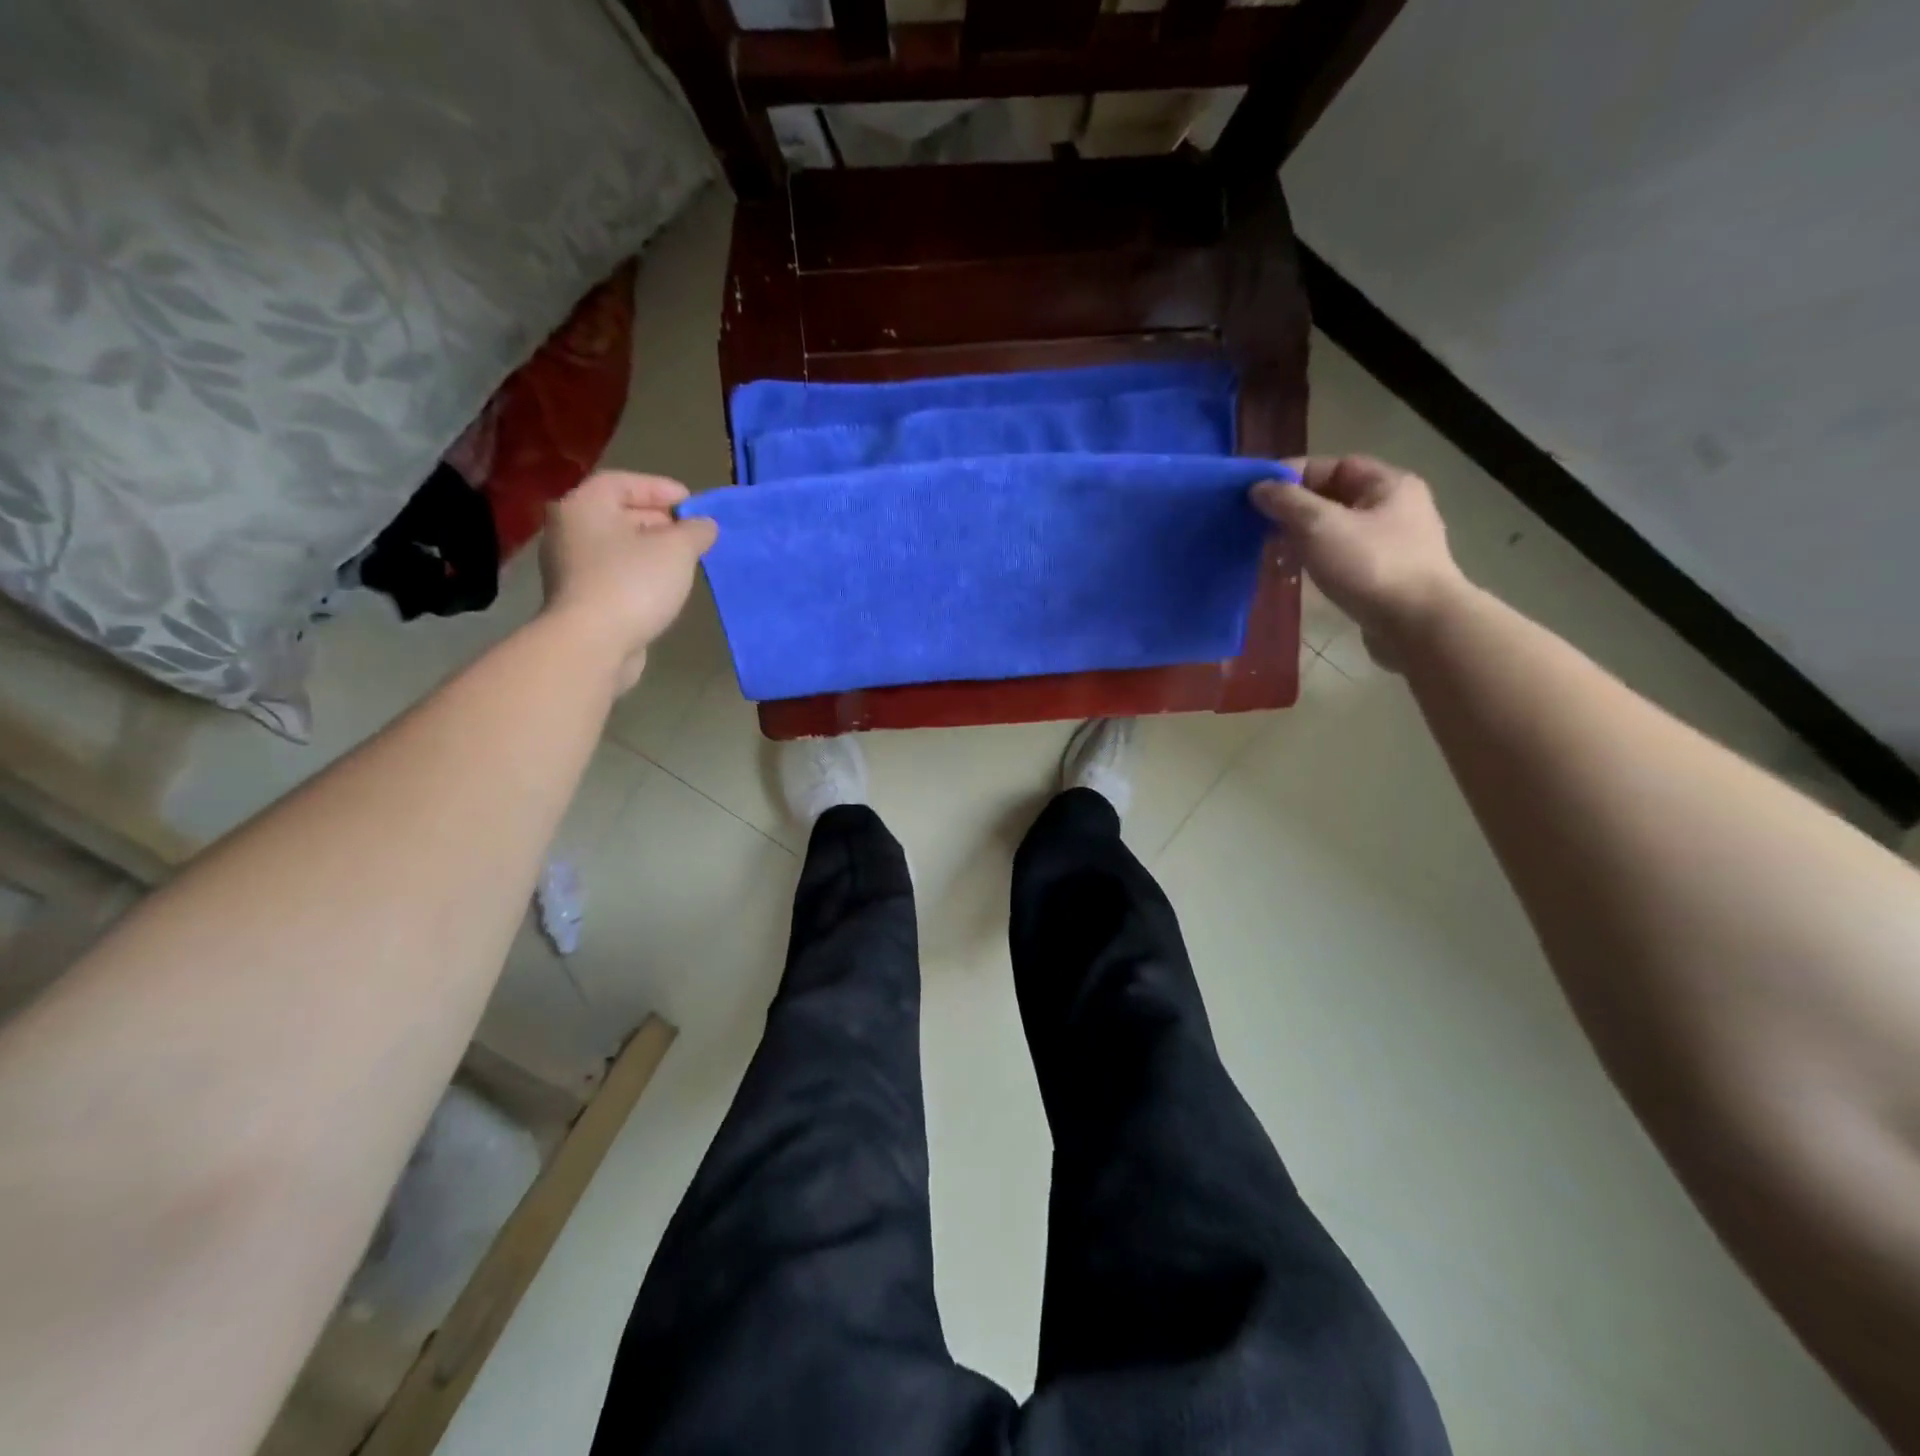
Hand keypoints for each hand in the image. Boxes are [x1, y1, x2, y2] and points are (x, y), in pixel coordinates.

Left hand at [539, 471, 717, 691]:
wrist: (593, 644)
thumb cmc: (633, 583)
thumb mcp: (677, 549)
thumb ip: (695, 530)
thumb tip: (704, 525)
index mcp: (585, 506)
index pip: (623, 482)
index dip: (660, 488)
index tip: (692, 504)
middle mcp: (569, 530)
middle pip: (618, 514)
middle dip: (659, 520)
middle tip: (692, 533)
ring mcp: (570, 567)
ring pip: (617, 547)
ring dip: (651, 550)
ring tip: (684, 561)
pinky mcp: (579, 598)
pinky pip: (614, 574)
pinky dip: (639, 573)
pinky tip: (663, 587)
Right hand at [1250, 455, 1467, 671]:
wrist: (1418, 625)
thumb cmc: (1371, 566)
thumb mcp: (1320, 526)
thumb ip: (1287, 502)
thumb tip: (1258, 486)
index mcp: (1388, 484)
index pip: (1332, 466)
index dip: (1293, 475)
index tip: (1256, 494)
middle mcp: (1395, 508)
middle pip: (1333, 498)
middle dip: (1294, 510)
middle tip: (1258, 525)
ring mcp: (1392, 544)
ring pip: (1336, 530)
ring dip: (1302, 538)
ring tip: (1271, 552)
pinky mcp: (1385, 576)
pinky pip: (1343, 557)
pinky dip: (1317, 560)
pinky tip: (1295, 574)